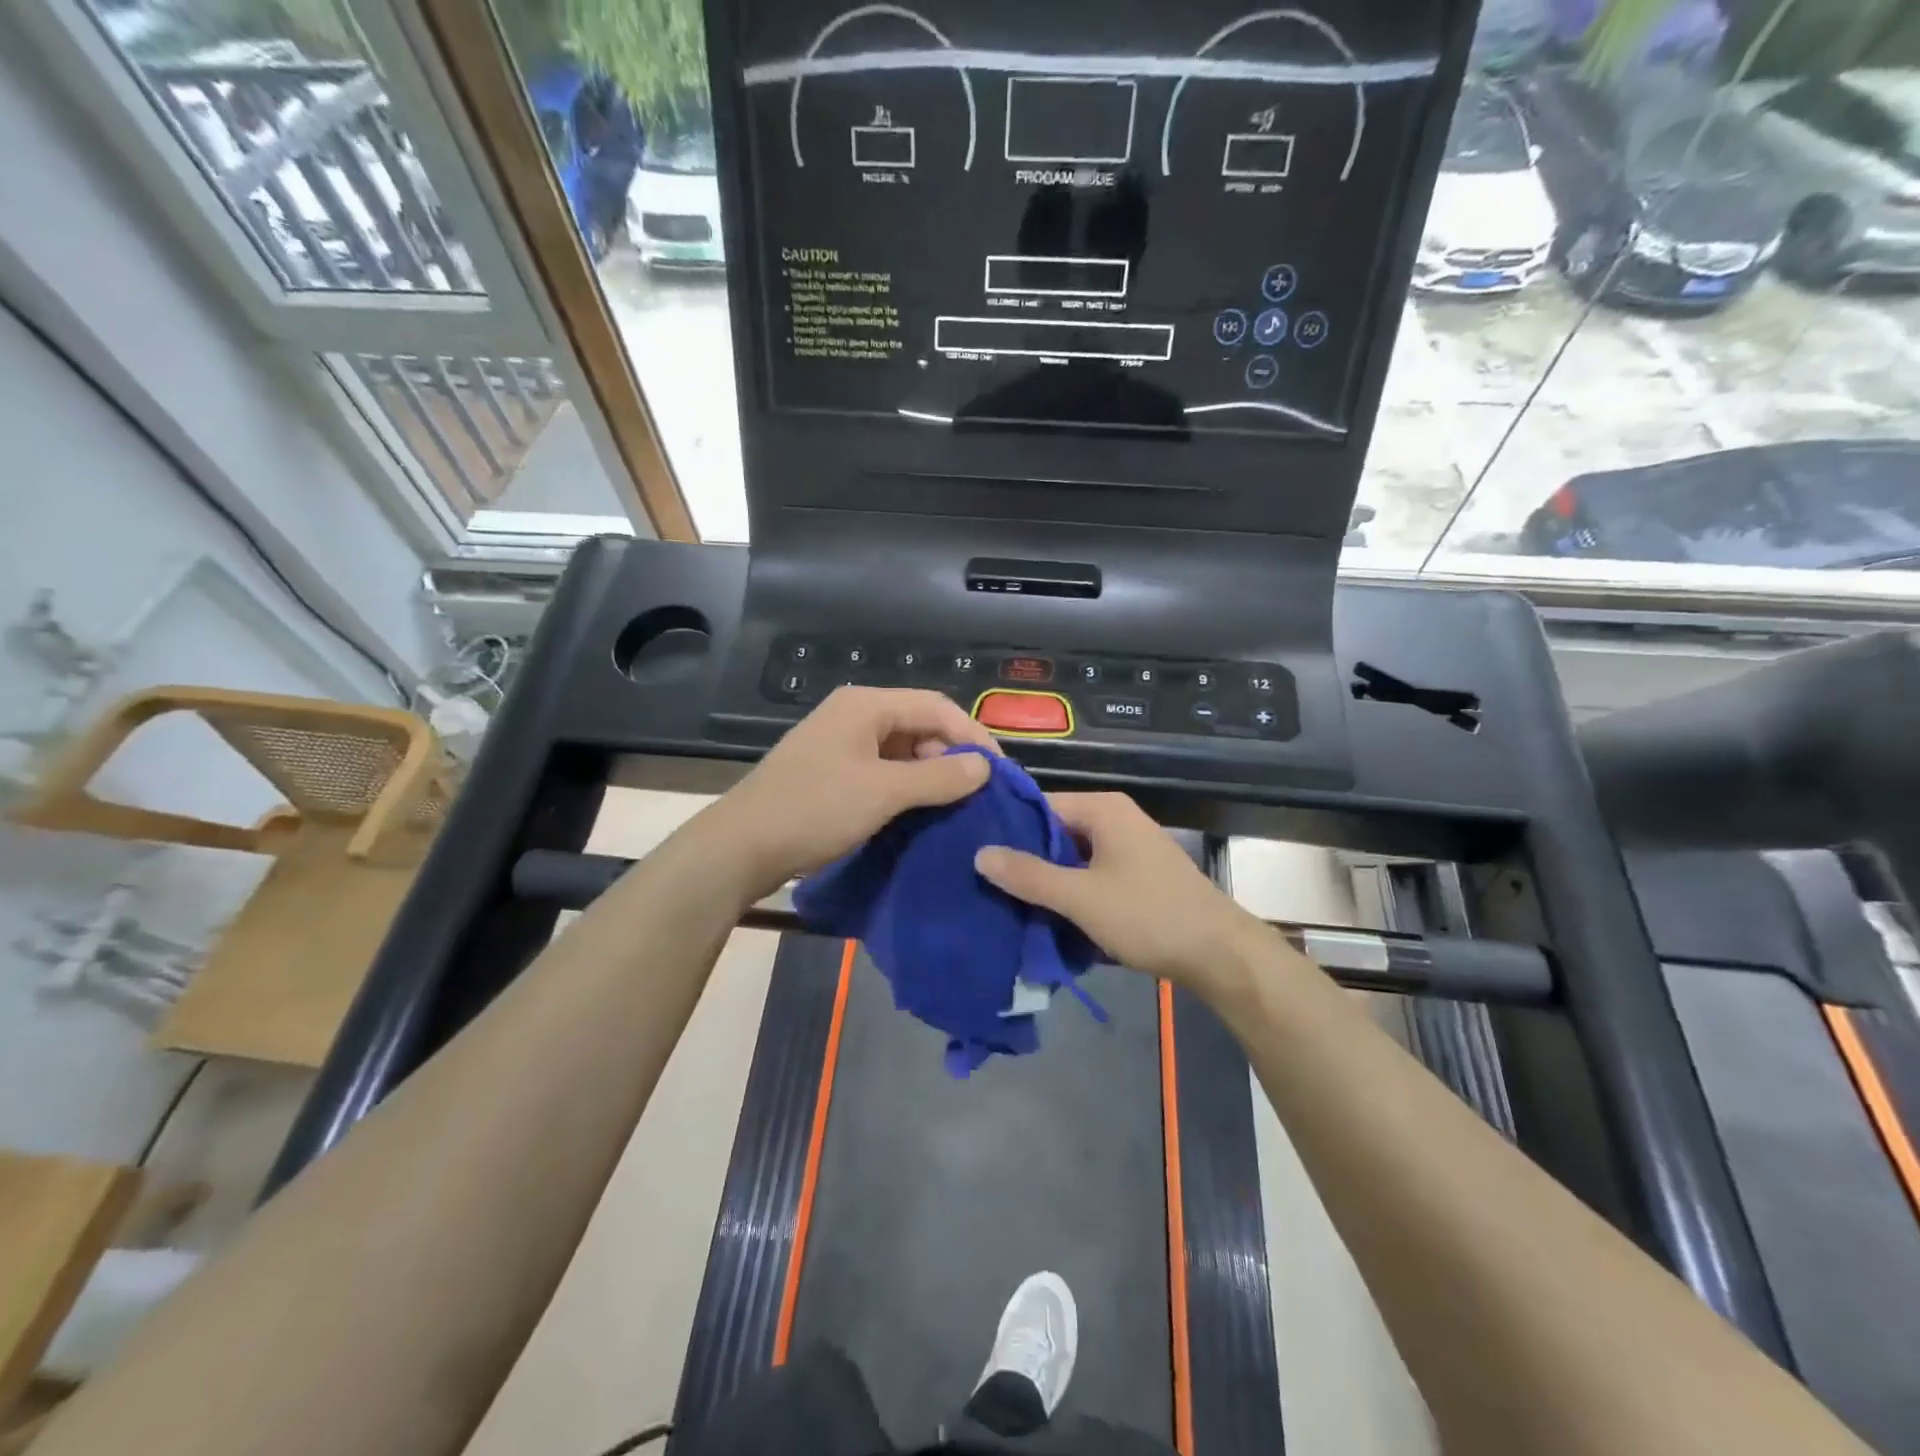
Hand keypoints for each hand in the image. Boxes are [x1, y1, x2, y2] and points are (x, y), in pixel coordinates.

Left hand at [705, 687, 998, 899]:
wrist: (741, 846)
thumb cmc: (816, 809)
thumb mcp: (884, 792)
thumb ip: (939, 777)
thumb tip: (985, 767)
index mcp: (866, 706)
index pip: (936, 706)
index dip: (972, 736)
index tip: (998, 772)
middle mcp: (854, 715)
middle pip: (919, 725)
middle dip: (950, 756)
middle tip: (976, 794)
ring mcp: (839, 743)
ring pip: (901, 750)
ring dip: (929, 774)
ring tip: (953, 806)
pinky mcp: (830, 770)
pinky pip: (881, 769)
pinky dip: (904, 786)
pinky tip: (918, 812)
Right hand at [974, 792, 1267, 988]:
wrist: (1219, 954)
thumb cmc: (1148, 915)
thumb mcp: (1080, 897)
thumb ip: (1029, 875)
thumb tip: (980, 853)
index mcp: (1103, 809)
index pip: (1039, 806)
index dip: (1007, 829)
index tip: (973, 853)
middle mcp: (1116, 819)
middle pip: (1055, 832)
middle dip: (1025, 860)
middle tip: (984, 884)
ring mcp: (1129, 848)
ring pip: (1072, 857)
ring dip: (1047, 881)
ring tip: (1006, 903)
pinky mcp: (1137, 875)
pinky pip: (1091, 875)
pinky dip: (1071, 892)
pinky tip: (1046, 916)